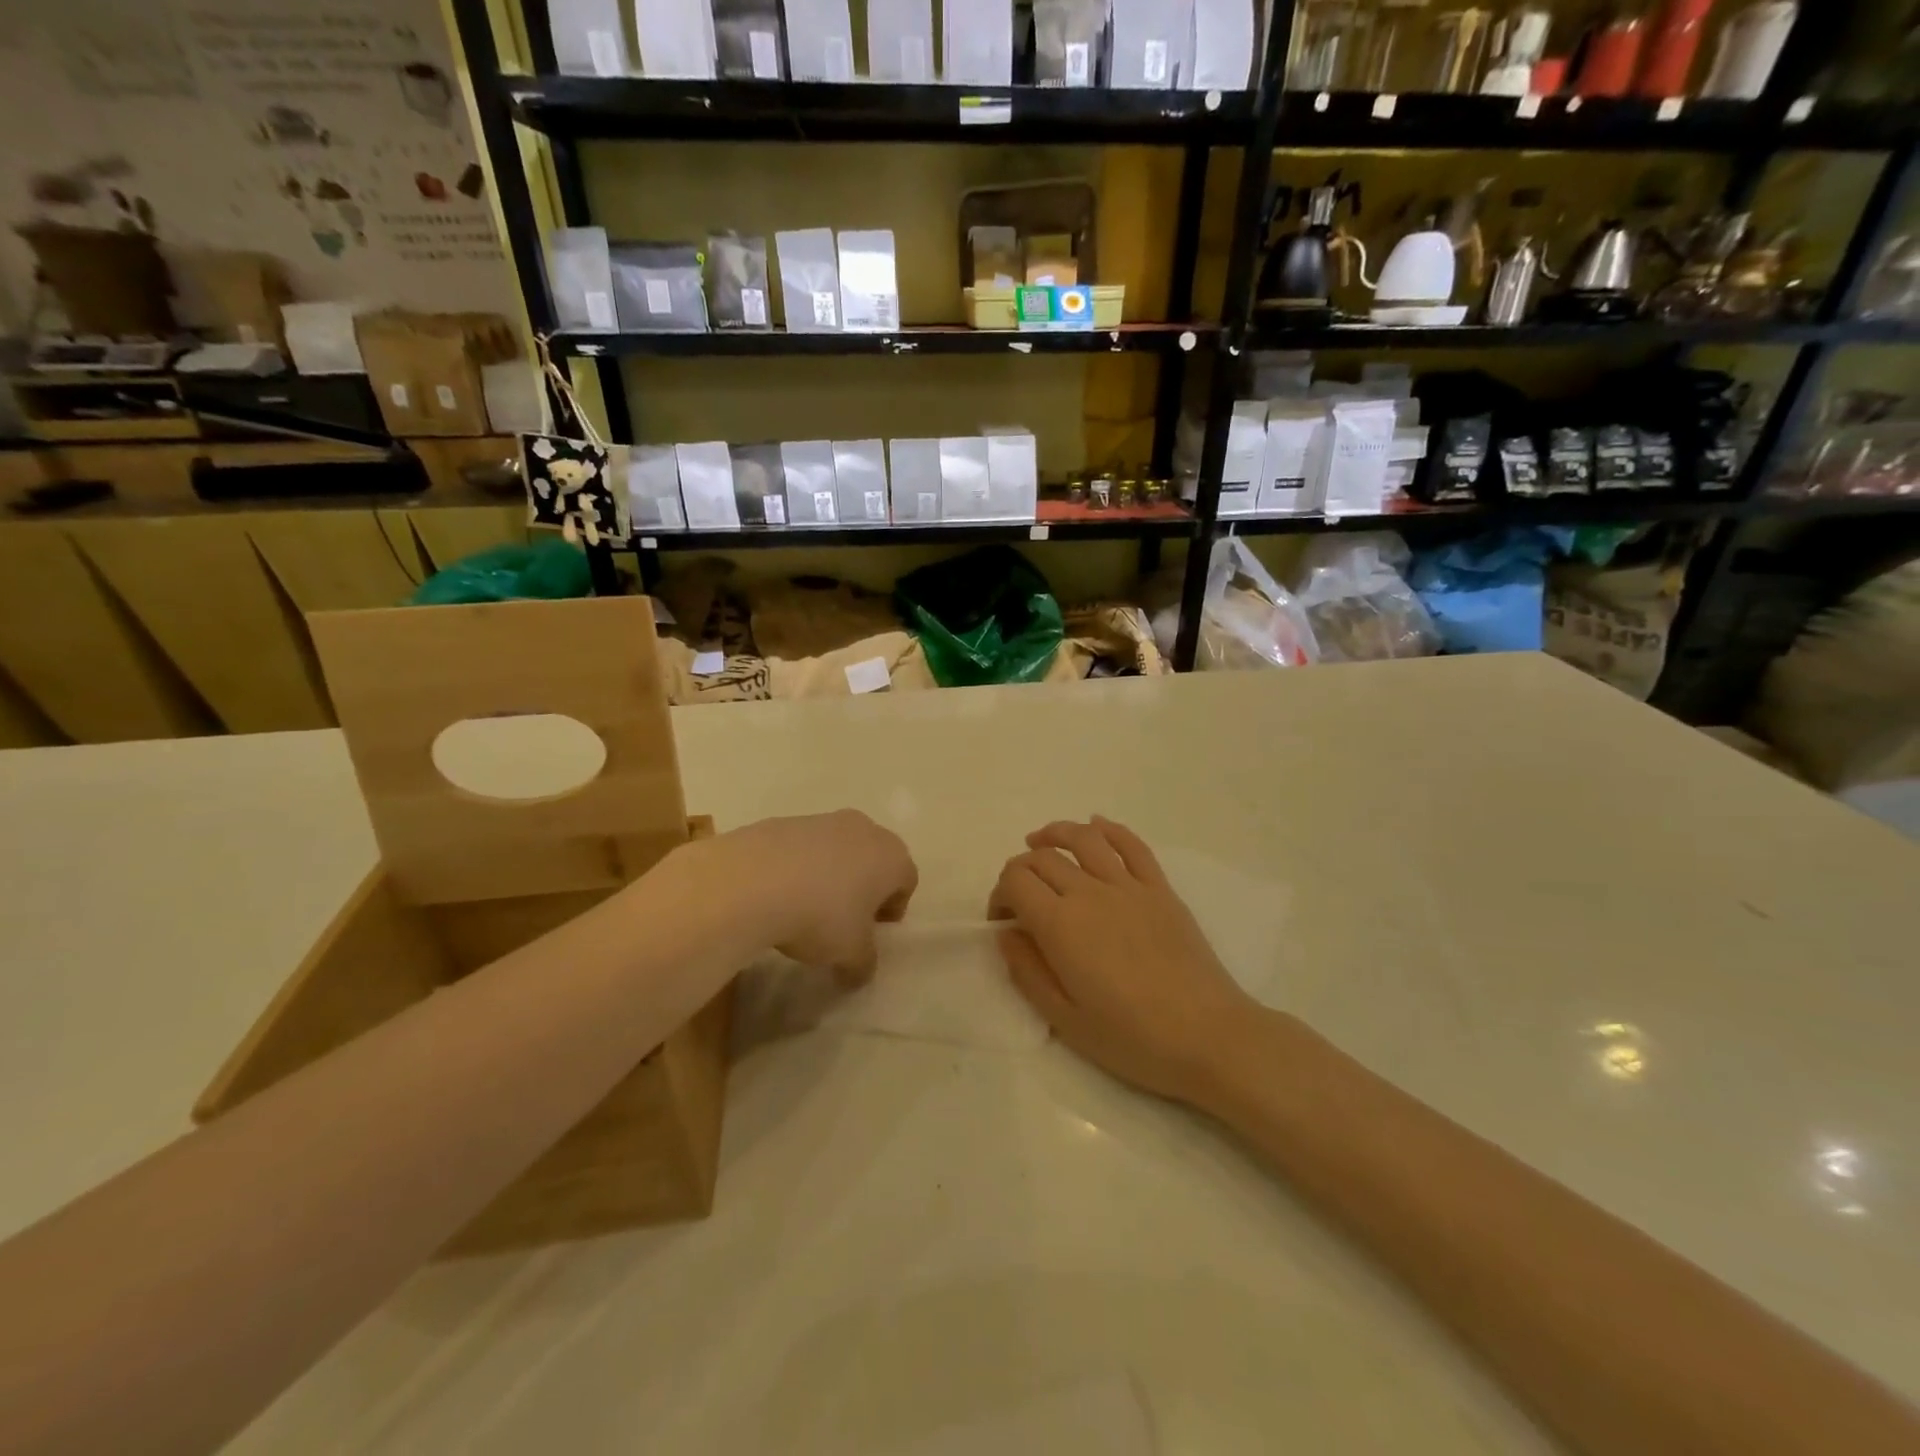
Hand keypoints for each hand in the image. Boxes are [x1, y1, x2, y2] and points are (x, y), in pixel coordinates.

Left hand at [684, 810, 916, 980]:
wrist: (752, 881)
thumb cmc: (820, 916)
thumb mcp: (850, 954)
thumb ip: (864, 963)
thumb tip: (860, 972)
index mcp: (892, 856)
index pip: (907, 880)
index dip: (894, 908)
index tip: (874, 931)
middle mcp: (864, 830)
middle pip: (875, 858)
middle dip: (865, 886)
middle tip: (846, 918)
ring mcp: (823, 820)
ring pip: (838, 849)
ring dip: (831, 874)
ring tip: (807, 906)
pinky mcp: (785, 821)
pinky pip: (803, 847)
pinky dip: (798, 866)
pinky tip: (778, 892)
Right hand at [989, 817, 1258, 1104]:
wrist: (1208, 1036)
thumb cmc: (1131, 1037)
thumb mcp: (1064, 1019)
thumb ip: (1027, 971)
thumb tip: (1007, 934)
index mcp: (1060, 924)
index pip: (1015, 880)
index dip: (999, 894)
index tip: (1002, 920)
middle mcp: (1090, 892)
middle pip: (1043, 858)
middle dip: (1021, 869)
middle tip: (1020, 896)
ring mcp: (1129, 886)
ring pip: (1084, 838)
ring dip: (1055, 833)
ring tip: (1041, 840)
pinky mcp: (1160, 889)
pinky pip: (1131, 845)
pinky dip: (1109, 829)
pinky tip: (1096, 826)